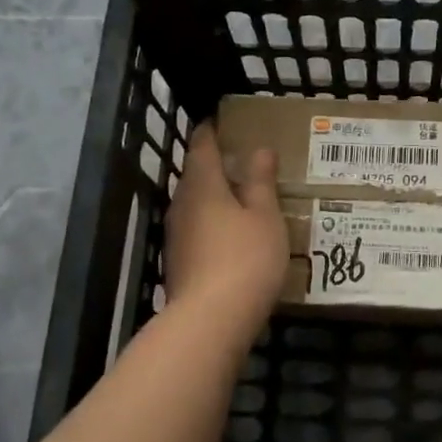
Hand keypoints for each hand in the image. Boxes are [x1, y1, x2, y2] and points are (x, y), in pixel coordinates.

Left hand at [164, 124, 287, 336]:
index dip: (210, 132)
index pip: (202, 148)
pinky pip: (195, 231)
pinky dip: (210, 224)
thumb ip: (260, 182)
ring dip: (211, 197)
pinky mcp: (177, 263)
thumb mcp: (265, 216)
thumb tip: (259, 149)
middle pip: (194, 176)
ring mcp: (175, 236)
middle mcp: (182, 205)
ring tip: (237, 197)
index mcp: (203, 186)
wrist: (211, 319)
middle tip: (236, 160)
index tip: (218, 121)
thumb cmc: (245, 258)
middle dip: (212, 166)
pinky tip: (228, 236)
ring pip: (193, 205)